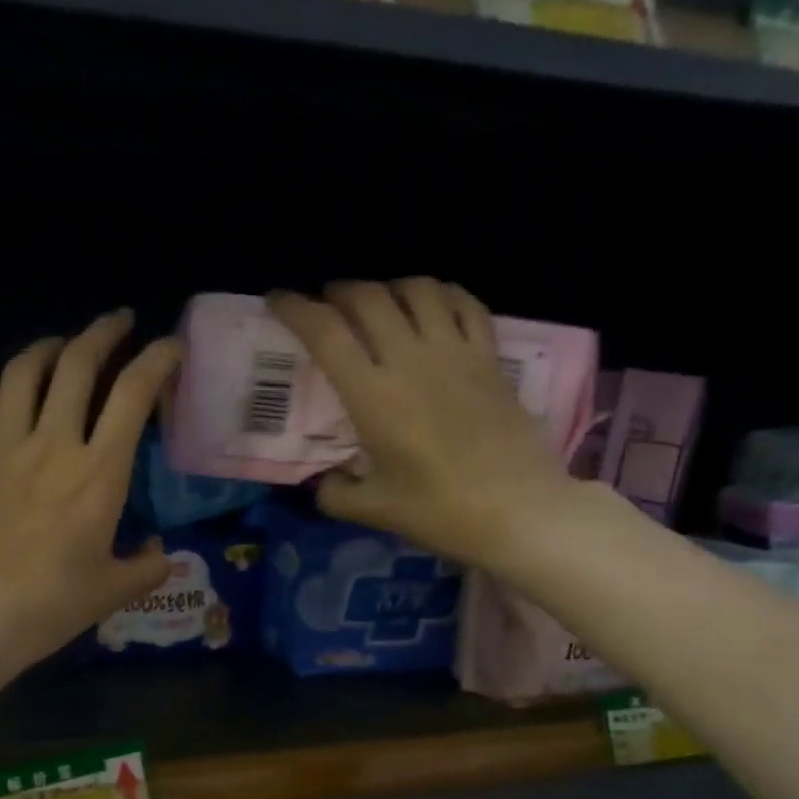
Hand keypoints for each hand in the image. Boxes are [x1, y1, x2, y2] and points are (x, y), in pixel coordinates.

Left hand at [0, 310, 180, 669]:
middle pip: (77, 365)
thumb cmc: (49, 606)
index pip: (133, 395)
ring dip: (48, 349)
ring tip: (61, 346)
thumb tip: (160, 553)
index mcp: (98, 472)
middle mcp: (51, 445)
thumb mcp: (112, 592)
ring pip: (22, 374)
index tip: (171, 347)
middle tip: (119, 322)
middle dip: (104, 333)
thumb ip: (146, 568)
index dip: (157, 360)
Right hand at [268, 279, 578, 573]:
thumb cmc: (441, 512)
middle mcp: (411, 360)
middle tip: (326, 304)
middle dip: (338, 292)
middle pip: (368, 298)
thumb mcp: (373, 511)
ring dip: (388, 287)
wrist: (520, 511)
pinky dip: (441, 294)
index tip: (278, 300)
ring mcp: (455, 352)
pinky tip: (432, 306)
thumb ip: (335, 493)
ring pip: (417, 289)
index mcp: (373, 395)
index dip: (296, 308)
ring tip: (378, 303)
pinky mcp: (490, 357)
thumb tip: (324, 481)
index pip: (326, 332)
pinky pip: (464, 304)